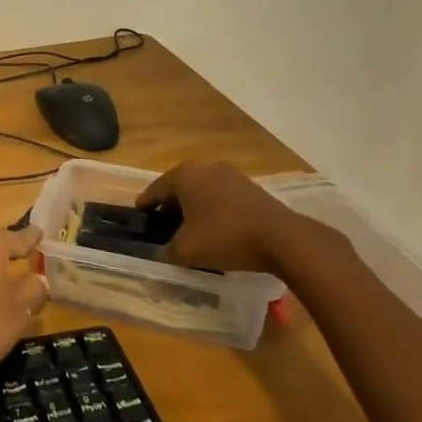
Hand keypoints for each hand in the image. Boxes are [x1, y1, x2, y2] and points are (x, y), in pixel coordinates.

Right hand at [137, 160, 314, 276]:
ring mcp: (231, 175)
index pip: (156, 189)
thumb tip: (161, 254)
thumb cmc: (225, 237)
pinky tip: (218, 230)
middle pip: (180, 187)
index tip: (140, 217)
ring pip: (203, 191)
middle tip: (164, 226)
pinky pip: (223, 197)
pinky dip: (215, 210)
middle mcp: (205, 167)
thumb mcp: (187, 251)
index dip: (145, 205)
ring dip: (195, 208)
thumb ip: (167, 252)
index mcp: (184, 176)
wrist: (282, 238)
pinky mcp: (251, 187)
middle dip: (171, 206)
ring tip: (192, 230)